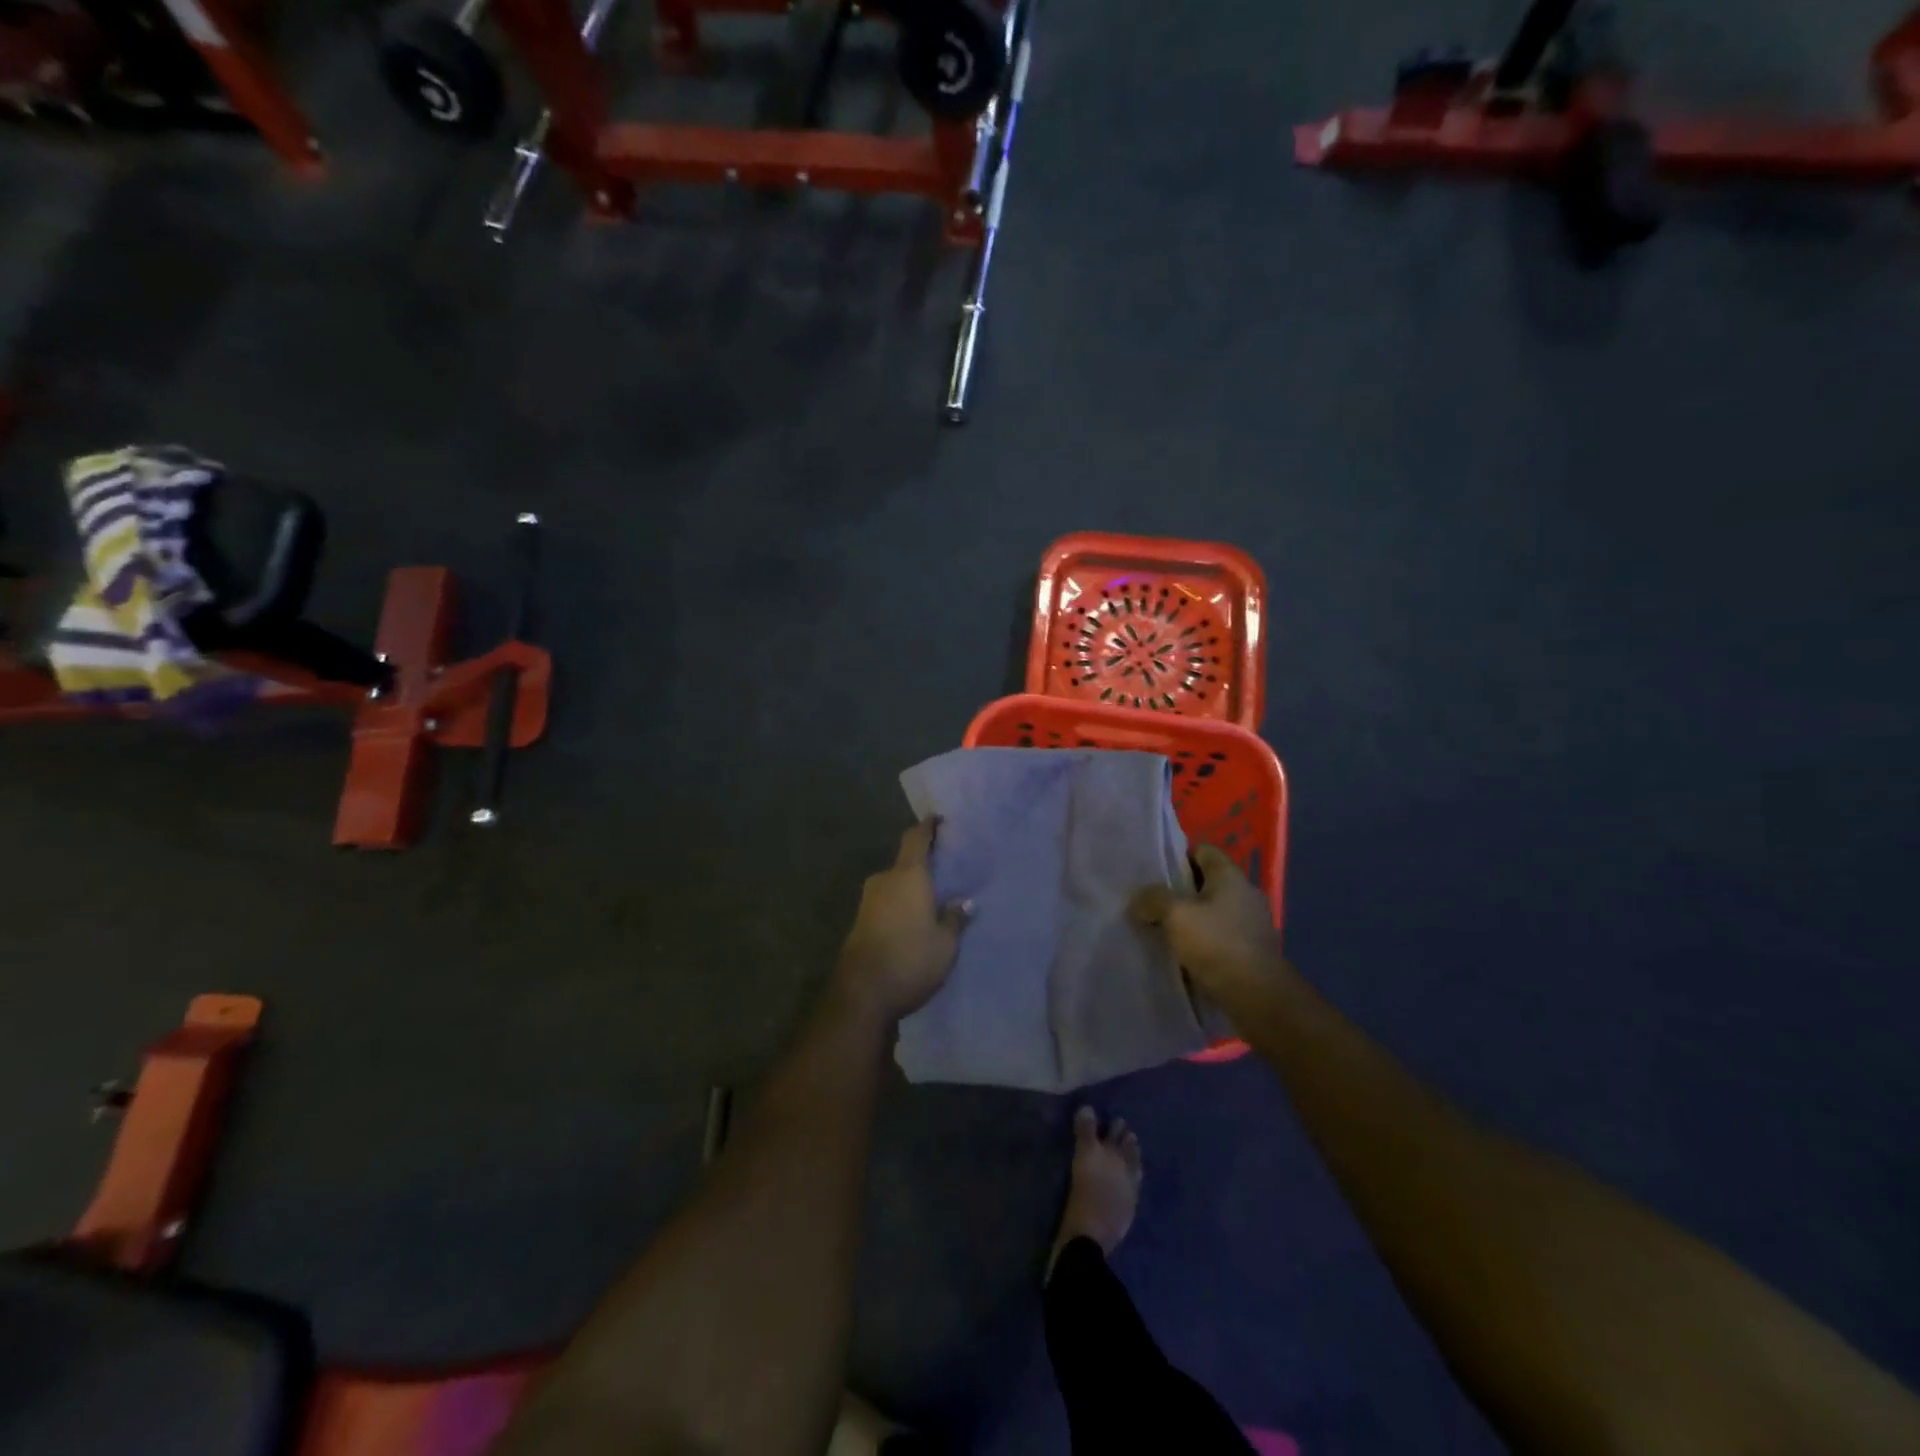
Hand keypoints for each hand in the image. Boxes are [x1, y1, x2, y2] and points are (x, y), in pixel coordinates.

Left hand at [835, 821, 970, 1021]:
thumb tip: (963, 902)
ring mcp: (868, 901)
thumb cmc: (910, 959)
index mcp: (907, 875)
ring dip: (912, 889)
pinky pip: (887, 903)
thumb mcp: (945, 944)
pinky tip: (915, 920)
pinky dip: (901, 905)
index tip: (938, 819)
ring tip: (934, 900)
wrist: (861, 994)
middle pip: (906, 863)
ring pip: (896, 885)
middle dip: (924, 866)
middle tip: (947, 873)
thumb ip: (954, 918)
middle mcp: (884, 880)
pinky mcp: (860, 922)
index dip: (927, 827)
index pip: (916, 838)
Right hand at [1131, 844, 1287, 1013]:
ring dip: (1191, 918)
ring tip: (1164, 931)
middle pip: (1206, 881)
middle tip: (1153, 904)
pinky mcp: (1252, 949)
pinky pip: (1221, 935)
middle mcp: (1245, 893)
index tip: (1155, 875)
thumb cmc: (1217, 944)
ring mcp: (1252, 923)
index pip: (1202, 850)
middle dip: (1180, 891)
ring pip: (1213, 910)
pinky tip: (1185, 954)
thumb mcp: (1175, 915)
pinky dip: (1203, 940)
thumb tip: (1140, 900)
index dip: (1177, 858)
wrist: (1258, 997)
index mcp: (1230, 875)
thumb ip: (1153, 899)